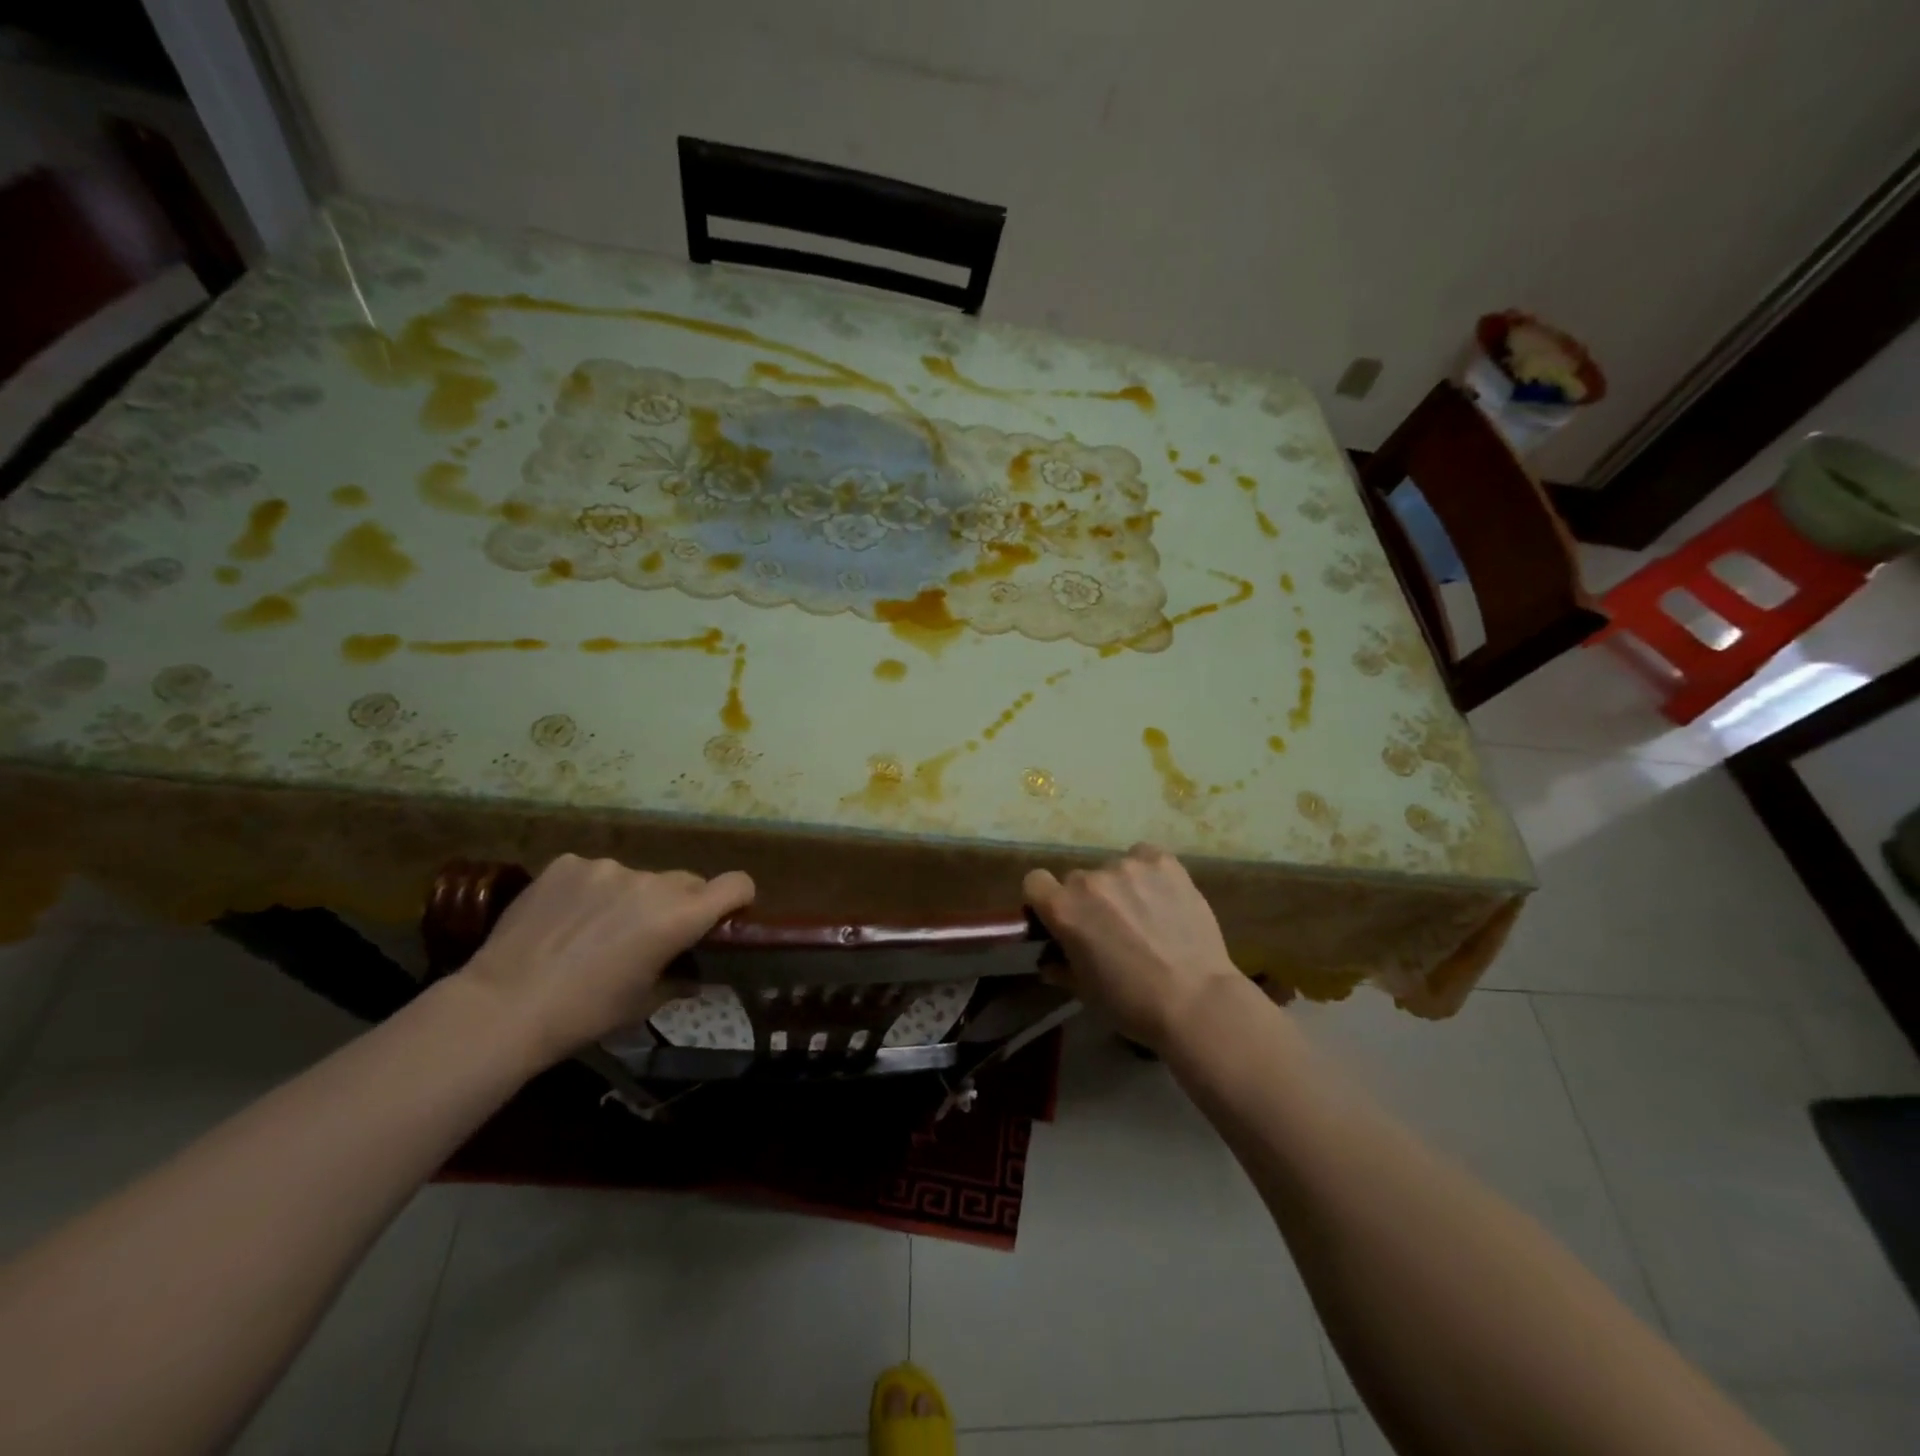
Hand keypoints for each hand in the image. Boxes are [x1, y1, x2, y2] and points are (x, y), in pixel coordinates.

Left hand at [461, 854, 754, 1064]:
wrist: (503, 1005)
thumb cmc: (585, 1014)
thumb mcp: (643, 1005)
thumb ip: (678, 979)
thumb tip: (694, 975)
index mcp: (679, 917)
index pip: (736, 884)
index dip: (738, 898)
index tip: (726, 916)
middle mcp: (651, 883)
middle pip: (686, 882)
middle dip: (680, 904)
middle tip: (650, 936)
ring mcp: (607, 868)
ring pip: (637, 878)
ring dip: (630, 898)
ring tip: (593, 931)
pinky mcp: (567, 863)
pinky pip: (594, 873)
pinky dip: (590, 891)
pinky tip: (563, 919)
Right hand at [1024, 844, 1244, 1051]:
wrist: (1195, 1000)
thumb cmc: (1131, 1003)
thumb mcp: (1084, 991)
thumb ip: (1060, 967)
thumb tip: (1050, 960)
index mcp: (1063, 908)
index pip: (1035, 881)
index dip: (1045, 899)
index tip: (1060, 918)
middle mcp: (1090, 879)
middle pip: (1078, 879)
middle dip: (1088, 900)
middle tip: (1111, 927)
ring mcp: (1128, 866)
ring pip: (1113, 869)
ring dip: (1121, 888)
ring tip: (1146, 915)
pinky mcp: (1164, 862)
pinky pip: (1145, 857)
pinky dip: (1148, 873)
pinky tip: (1163, 896)